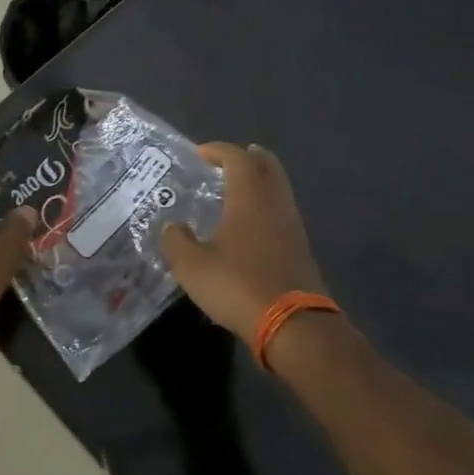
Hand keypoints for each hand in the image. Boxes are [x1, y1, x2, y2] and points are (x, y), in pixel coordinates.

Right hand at [160, 143, 329, 341]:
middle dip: (248, 157)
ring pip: (278, 188)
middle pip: (268, 166)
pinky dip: (265, 205)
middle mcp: (275, 204)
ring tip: (235, 190)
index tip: (200, 153)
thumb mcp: (191, 266)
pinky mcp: (300, 248)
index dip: (218, 150)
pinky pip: (281, 211)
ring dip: (259, 181)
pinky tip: (249, 224)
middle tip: (227, 161)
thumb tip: (173, 227)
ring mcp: (292, 226)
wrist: (293, 324)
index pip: (237, 158)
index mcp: (249, 198)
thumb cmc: (238, 286)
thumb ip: (176, 241)